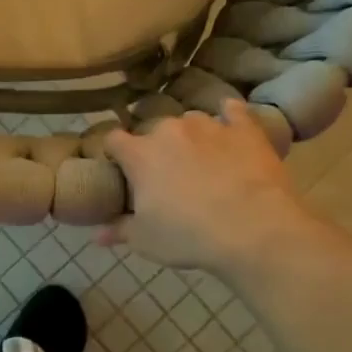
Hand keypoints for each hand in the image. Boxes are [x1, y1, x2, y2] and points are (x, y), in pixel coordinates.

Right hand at [101, 101, 325, 275]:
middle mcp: (170, 130)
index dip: (115, 153)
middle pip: (154, 130)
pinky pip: (234, 111)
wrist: (254, 230)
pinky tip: (231, 121)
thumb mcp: (146, 241)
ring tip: (201, 158)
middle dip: (156, 148)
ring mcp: (209, 125)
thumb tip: (96, 235)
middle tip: (166, 174)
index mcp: (140, 154)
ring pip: (191, 121)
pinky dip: (229, 116)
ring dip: (190, 135)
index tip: (121, 168)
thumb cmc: (189, 236)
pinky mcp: (245, 129)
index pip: (114, 140)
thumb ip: (119, 230)